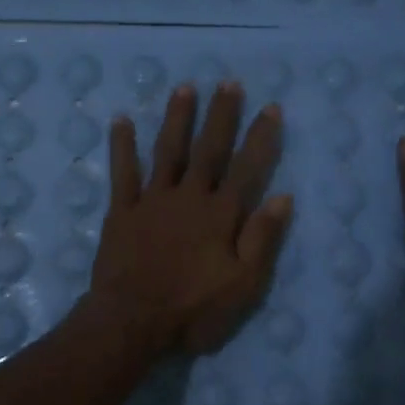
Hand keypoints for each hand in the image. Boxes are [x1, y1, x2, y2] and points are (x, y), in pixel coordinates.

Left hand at [91, 81, 292, 354]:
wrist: (131, 321)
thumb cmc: (193, 309)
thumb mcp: (242, 285)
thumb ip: (262, 239)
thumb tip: (283, 197)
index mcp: (220, 215)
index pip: (246, 168)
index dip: (260, 138)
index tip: (270, 108)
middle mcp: (188, 197)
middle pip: (208, 150)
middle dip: (221, 116)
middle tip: (229, 83)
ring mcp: (152, 201)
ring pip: (168, 151)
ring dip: (177, 119)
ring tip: (185, 88)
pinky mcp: (121, 211)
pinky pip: (122, 172)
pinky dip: (122, 146)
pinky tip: (120, 120)